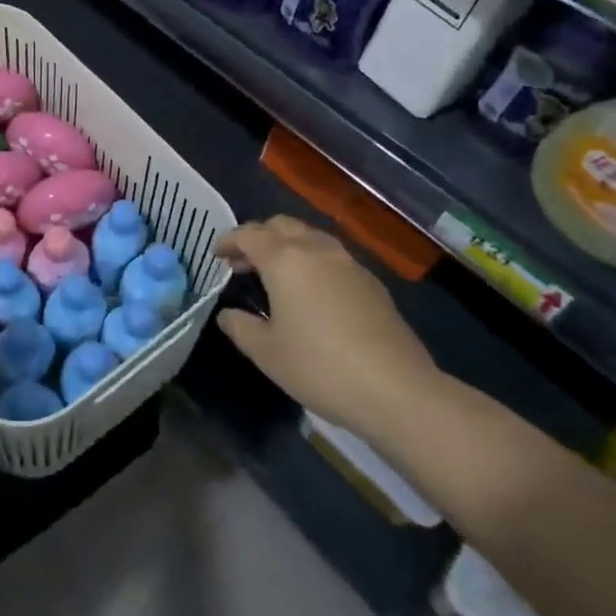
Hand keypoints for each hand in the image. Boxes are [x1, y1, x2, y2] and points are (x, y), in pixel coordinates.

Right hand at [216, 217, 440, 435]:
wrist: (397, 390)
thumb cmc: (320, 367)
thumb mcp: (266, 353)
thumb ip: (240, 327)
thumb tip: (228, 315)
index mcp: (284, 259)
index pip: (248, 234)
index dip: (229, 240)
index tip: (217, 254)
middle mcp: (316, 250)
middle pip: (281, 225)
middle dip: (258, 236)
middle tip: (244, 261)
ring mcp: (349, 264)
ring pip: (310, 237)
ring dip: (287, 246)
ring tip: (277, 274)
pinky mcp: (372, 283)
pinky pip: (332, 257)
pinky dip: (312, 261)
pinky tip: (312, 292)